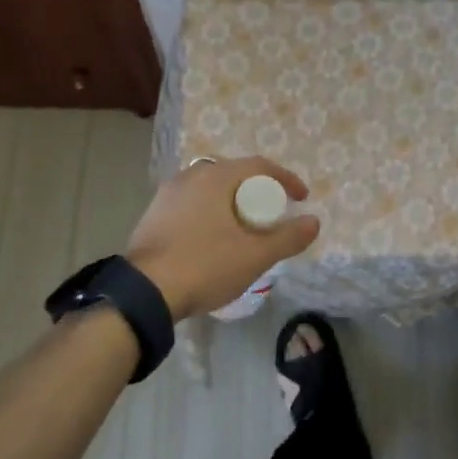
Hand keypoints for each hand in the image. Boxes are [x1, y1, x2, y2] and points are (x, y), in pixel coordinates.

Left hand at [125, 156, 320, 320]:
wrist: (144, 292)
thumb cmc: (205, 266)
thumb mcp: (255, 256)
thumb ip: (288, 237)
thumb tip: (314, 221)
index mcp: (215, 176)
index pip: (260, 166)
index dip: (286, 179)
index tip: (301, 199)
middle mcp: (190, 175)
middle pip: (234, 174)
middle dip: (257, 191)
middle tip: (271, 214)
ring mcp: (167, 194)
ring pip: (210, 189)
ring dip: (232, 202)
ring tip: (243, 228)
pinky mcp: (153, 214)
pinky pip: (192, 203)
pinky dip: (210, 213)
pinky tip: (212, 239)